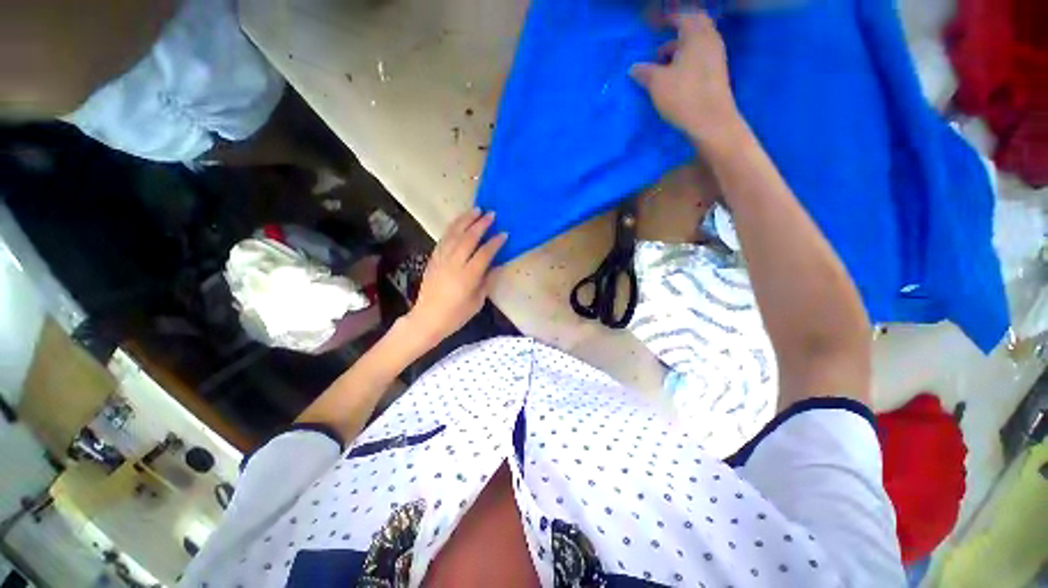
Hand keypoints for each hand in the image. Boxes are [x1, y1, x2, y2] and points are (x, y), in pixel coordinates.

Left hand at [406, 209, 506, 344]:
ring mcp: (441, 260)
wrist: (428, 318)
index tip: (504, 234)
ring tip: (475, 210)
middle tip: (491, 214)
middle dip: (481, 224)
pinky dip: (452, 228)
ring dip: (465, 220)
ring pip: (454, 234)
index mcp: (468, 277)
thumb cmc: (456, 315)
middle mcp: (454, 264)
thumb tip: (496, 265)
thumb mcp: (477, 301)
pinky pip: (443, 239)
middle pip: (468, 238)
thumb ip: (487, 281)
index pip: (484, 253)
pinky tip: (458, 222)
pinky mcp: (433, 259)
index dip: (495, 243)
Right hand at [630, 12, 743, 150]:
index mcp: (696, 35)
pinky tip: (676, 72)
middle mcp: (710, 40)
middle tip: (662, 35)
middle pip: (695, 24)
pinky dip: (688, 57)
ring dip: (681, 45)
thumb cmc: (683, 97)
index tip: (652, 23)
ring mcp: (716, 56)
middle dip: (678, 27)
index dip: (666, 18)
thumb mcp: (657, 84)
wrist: (711, 121)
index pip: (681, 16)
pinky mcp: (717, 72)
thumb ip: (645, 72)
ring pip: (698, 41)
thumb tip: (634, 68)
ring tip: (663, 59)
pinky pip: (701, 55)